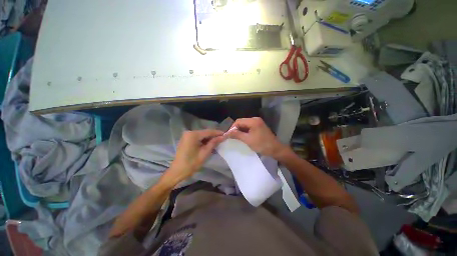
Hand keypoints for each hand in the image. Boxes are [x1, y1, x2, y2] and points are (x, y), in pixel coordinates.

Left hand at [166, 129, 225, 184]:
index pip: (208, 132)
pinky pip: (197, 137)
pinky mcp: (186, 139)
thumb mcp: (205, 153)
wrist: (178, 171)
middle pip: (205, 132)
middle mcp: (189, 132)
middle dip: (213, 136)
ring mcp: (187, 135)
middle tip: (222, 139)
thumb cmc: (192, 163)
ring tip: (217, 142)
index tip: (226, 134)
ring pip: (201, 135)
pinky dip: (203, 140)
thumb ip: (214, 143)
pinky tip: (209, 144)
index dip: (218, 133)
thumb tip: (223, 136)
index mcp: (193, 135)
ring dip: (209, 138)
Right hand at [226, 117, 289, 158]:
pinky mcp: (259, 127)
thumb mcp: (248, 140)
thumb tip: (227, 133)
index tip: (228, 135)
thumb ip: (237, 135)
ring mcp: (258, 123)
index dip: (232, 128)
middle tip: (231, 137)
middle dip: (236, 129)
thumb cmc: (262, 144)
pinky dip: (244, 131)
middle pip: (241, 122)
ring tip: (235, 137)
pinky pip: (249, 127)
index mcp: (253, 121)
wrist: (276, 149)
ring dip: (240, 130)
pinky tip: (242, 136)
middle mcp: (255, 119)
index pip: (238, 121)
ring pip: (245, 125)